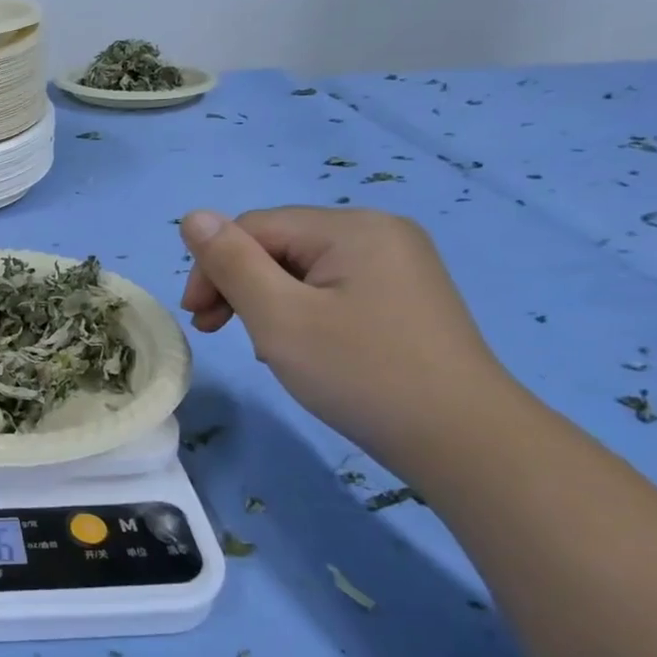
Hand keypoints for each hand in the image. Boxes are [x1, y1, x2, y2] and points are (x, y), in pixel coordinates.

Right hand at [179, 207, 517, 467]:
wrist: (463, 440)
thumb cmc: (360, 373)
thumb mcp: (279, 317)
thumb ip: (231, 263)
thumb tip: (192, 216)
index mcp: (351, 227)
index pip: (254, 227)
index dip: (213, 266)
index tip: (197, 320)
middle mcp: (378, 232)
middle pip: (279, 243)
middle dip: (238, 283)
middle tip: (214, 331)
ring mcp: (398, 264)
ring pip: (302, 268)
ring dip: (266, 300)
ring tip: (260, 344)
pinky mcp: (405, 296)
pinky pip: (332, 287)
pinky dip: (300, 310)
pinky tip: (299, 345)